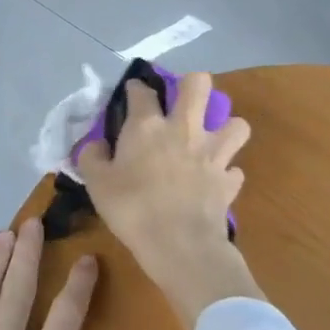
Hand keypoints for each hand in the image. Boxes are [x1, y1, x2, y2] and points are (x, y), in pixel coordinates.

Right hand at [77, 72, 262, 329]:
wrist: (179, 244)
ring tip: (213, 140)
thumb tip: (96, 145)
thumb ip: (92, 158)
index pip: (142, 91)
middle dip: (192, 84)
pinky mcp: (228, 181)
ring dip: (227, 128)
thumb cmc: (132, 209)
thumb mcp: (96, 184)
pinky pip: (235, 170)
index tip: (132, 92)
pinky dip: (227, 173)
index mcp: (147, 126)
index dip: (136, 87)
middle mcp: (184, 129)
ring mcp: (212, 154)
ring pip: (237, 124)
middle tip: (183, 101)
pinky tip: (217, 180)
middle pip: (199, 84)